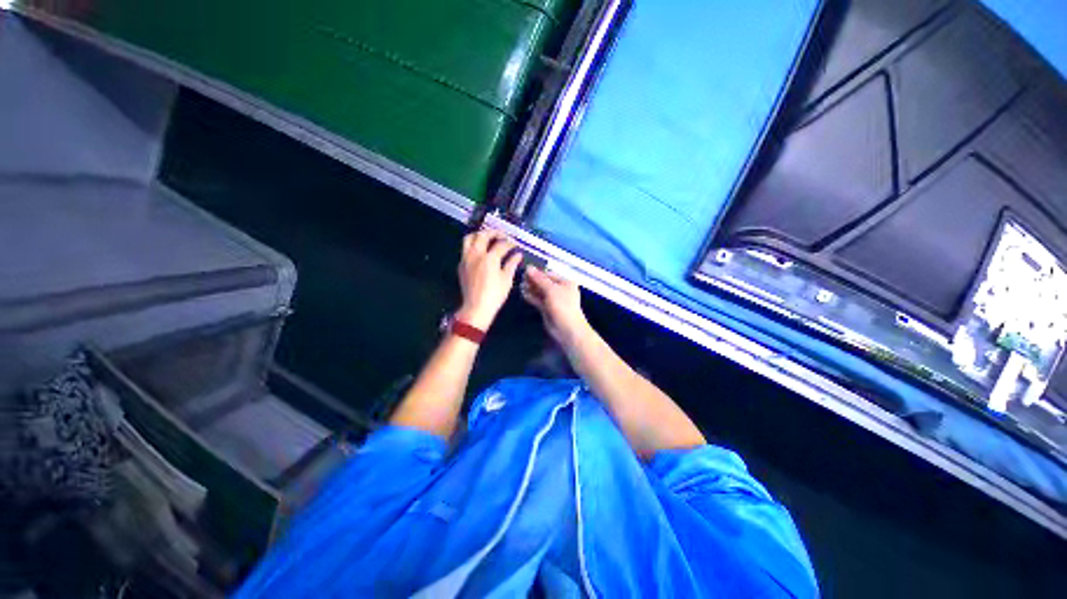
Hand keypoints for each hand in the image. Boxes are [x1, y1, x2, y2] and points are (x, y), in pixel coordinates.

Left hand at [456, 230, 522, 329]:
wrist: (476, 308)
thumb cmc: (495, 295)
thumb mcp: (507, 280)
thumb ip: (512, 264)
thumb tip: (518, 255)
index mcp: (489, 258)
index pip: (501, 244)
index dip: (510, 243)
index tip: (515, 245)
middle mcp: (476, 254)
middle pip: (483, 235)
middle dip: (494, 233)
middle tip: (503, 236)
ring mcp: (466, 259)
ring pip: (469, 238)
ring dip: (479, 235)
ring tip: (488, 238)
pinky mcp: (461, 265)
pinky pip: (465, 249)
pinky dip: (473, 245)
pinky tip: (480, 251)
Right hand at [521, 267, 589, 347]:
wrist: (567, 329)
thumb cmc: (563, 306)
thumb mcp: (551, 290)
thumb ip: (539, 279)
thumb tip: (528, 267)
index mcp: (565, 282)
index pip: (549, 274)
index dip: (537, 272)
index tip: (525, 270)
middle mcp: (559, 290)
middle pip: (544, 282)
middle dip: (533, 280)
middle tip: (521, 278)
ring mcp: (553, 300)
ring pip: (540, 291)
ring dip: (531, 288)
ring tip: (520, 285)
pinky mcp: (547, 308)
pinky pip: (538, 300)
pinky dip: (531, 297)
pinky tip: (523, 293)